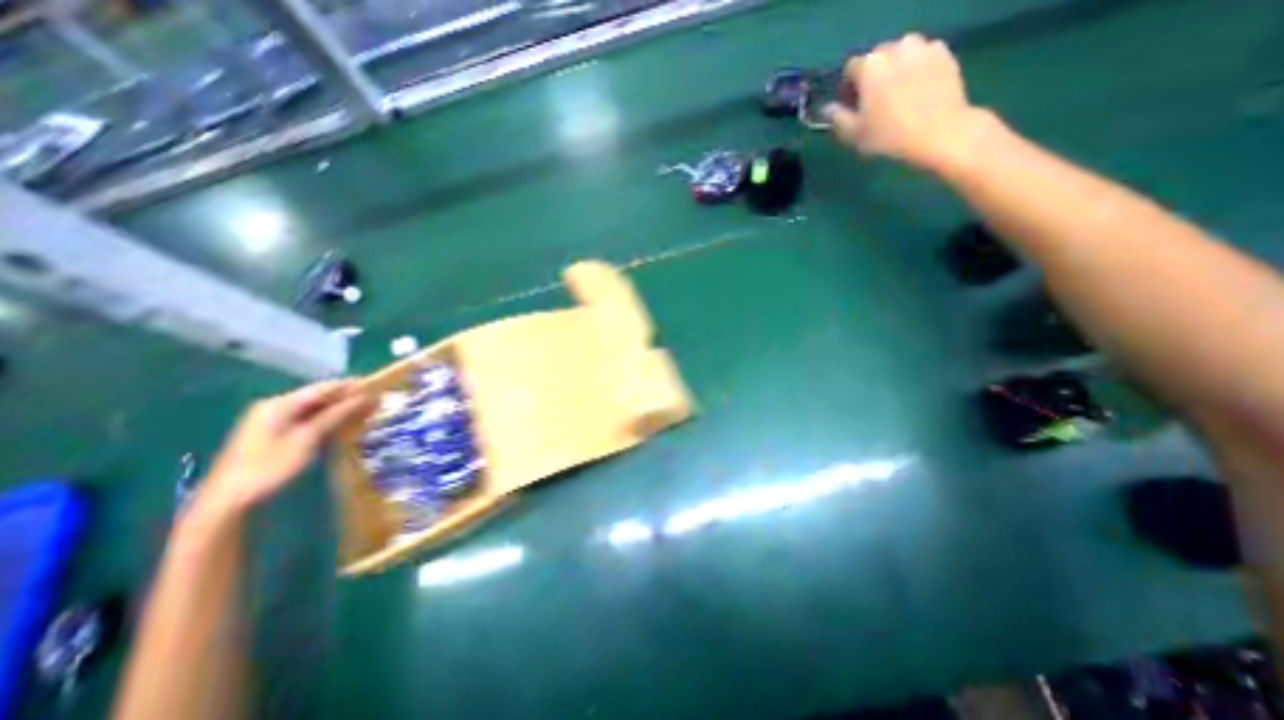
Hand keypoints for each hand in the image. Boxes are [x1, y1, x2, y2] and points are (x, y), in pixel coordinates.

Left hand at [198, 379, 370, 514]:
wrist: (227, 499)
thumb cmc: (270, 466)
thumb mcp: (307, 438)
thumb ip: (336, 415)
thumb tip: (364, 397)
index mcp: (280, 404)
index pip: (323, 388)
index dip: (350, 385)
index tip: (376, 384)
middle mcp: (274, 406)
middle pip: (317, 396)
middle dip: (346, 397)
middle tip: (374, 399)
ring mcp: (271, 419)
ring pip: (312, 407)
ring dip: (338, 408)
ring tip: (364, 409)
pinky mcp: (272, 432)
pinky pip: (305, 417)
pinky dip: (325, 418)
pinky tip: (341, 422)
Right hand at [828, 35, 984, 169]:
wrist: (938, 132)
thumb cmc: (888, 136)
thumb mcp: (853, 134)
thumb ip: (837, 118)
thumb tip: (827, 109)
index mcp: (870, 66)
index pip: (850, 69)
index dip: (847, 88)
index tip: (850, 107)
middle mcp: (896, 48)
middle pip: (877, 58)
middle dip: (872, 77)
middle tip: (873, 102)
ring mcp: (923, 48)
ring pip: (900, 54)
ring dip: (894, 70)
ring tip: (896, 95)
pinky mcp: (944, 53)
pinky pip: (922, 57)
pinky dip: (915, 69)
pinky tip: (916, 91)